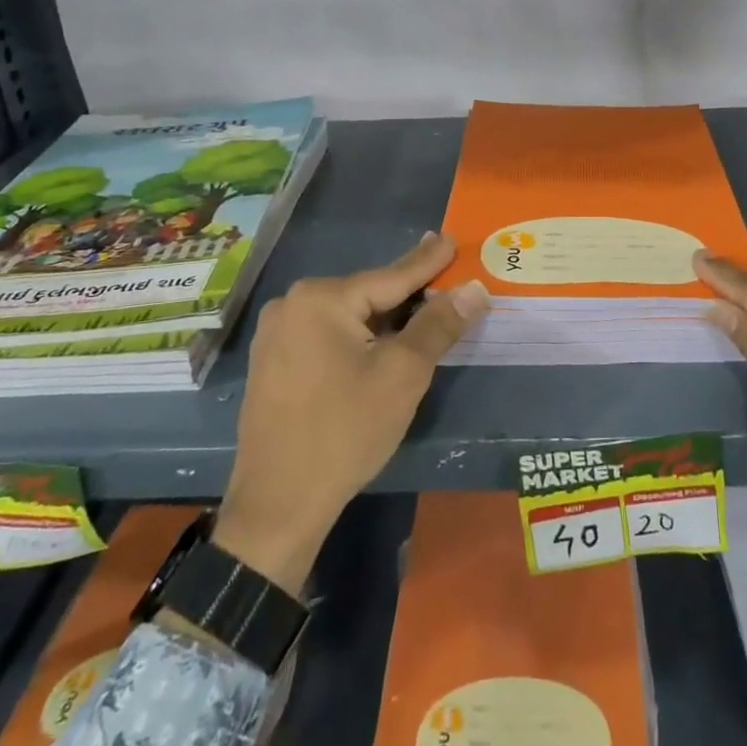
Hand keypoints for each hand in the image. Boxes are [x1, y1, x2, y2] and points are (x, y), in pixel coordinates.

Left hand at [210, 233, 487, 596]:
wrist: (277, 506)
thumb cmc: (344, 432)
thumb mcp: (403, 375)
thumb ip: (438, 325)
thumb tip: (474, 288)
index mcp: (321, 298)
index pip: (391, 276)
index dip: (428, 262)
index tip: (450, 239)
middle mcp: (291, 304)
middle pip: (368, 296)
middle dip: (407, 295)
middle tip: (442, 279)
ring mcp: (275, 335)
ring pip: (348, 317)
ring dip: (384, 320)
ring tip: (419, 312)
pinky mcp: (272, 363)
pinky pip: (327, 336)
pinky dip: (358, 338)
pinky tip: (378, 345)